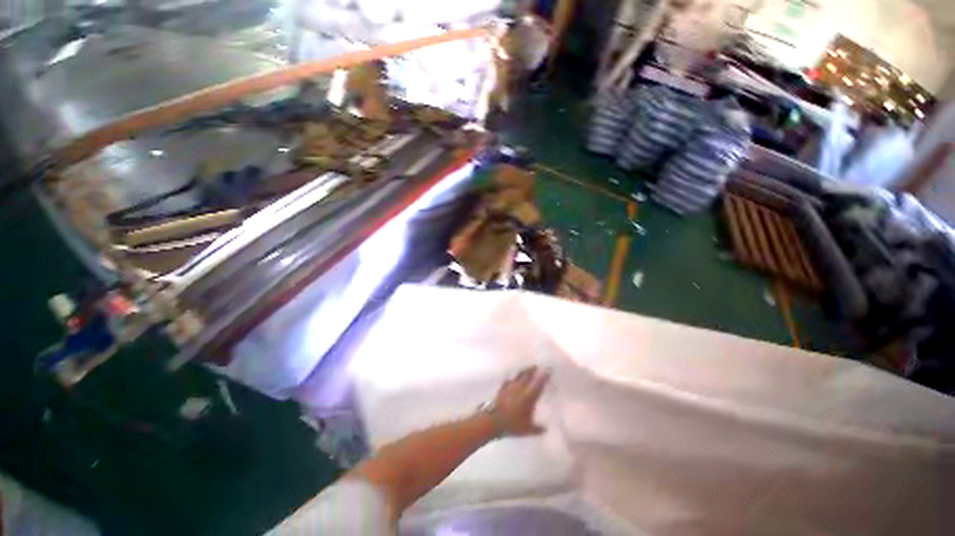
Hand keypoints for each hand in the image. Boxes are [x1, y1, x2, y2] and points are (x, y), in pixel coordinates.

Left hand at [490, 366, 550, 435]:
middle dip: (533, 370)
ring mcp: (510, 387)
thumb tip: (546, 429)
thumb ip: (537, 429)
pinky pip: (509, 380)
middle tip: (537, 366)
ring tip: (527, 368)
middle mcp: (520, 388)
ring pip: (519, 376)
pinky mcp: (502, 388)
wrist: (493, 420)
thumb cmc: (512, 425)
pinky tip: (512, 378)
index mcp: (529, 397)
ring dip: (524, 371)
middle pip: (528, 376)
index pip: (539, 384)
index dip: (544, 377)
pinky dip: (512, 378)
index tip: (549, 370)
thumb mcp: (527, 429)